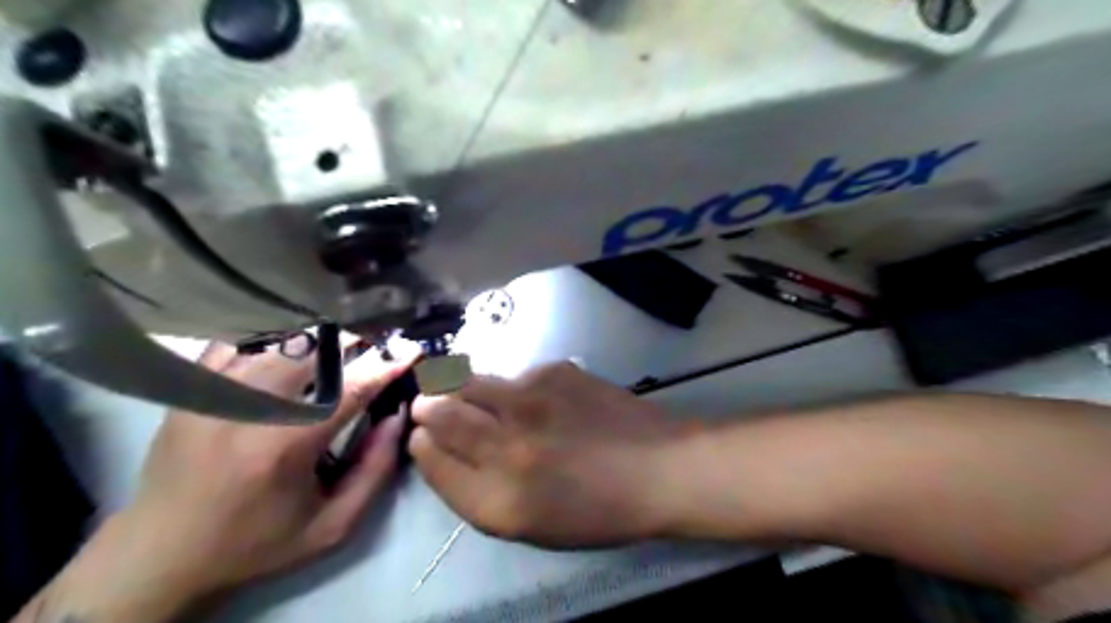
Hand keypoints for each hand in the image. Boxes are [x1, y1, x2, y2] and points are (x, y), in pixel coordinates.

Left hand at [26, 342, 414, 620]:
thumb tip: (398, 416)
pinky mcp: (192, 390)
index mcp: (284, 447)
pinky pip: (238, 340)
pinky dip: (273, 333)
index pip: (350, 389)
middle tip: (381, 337)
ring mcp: (212, 394)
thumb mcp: (332, 526)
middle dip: (356, 338)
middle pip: (313, 351)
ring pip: (278, 339)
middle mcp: (247, 410)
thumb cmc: (257, 541)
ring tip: (345, 335)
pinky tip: (294, 337)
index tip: (413, 350)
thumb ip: (375, 470)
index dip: (387, 365)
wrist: (161, 553)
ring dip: (320, 334)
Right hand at [408, 363, 687, 548]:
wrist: (657, 468)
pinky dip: (508, 386)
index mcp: (496, 501)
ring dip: (456, 387)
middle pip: (439, 413)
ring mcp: (530, 402)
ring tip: (462, 390)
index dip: (422, 446)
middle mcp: (505, 447)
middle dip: (427, 407)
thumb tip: (446, 451)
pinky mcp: (553, 372)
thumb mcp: (530, 525)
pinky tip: (532, 397)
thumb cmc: (598, 510)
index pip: (431, 460)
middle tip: (430, 405)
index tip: (424, 438)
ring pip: (468, 382)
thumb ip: (480, 491)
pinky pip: (513, 375)